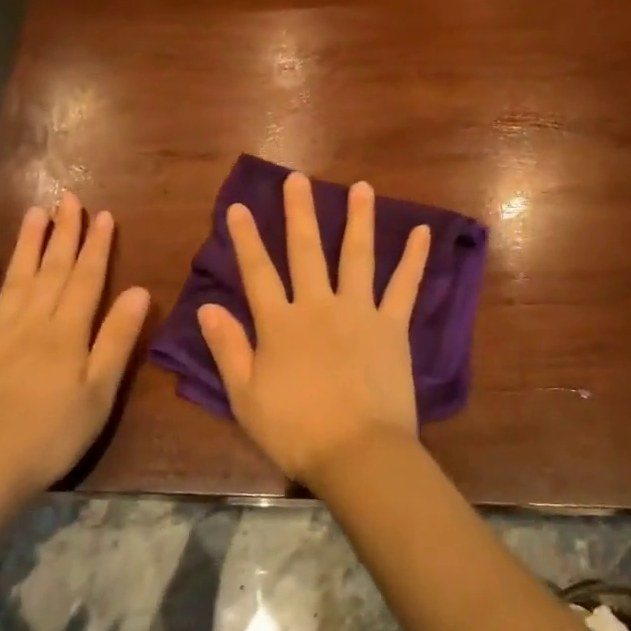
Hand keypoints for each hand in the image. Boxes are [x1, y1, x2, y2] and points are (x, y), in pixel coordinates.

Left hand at [0, 193, 150, 518]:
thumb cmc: (52, 435)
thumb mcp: (99, 393)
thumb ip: (117, 340)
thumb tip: (138, 291)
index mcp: (66, 332)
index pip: (85, 277)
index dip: (96, 245)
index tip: (103, 214)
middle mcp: (30, 322)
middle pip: (50, 269)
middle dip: (63, 232)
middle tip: (68, 198)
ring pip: (14, 279)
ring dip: (26, 244)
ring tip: (34, 213)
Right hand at [197, 172, 430, 484]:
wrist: (357, 453)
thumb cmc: (296, 431)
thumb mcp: (246, 397)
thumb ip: (228, 348)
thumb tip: (206, 308)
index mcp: (280, 324)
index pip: (257, 272)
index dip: (246, 239)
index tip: (238, 206)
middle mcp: (318, 306)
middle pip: (306, 251)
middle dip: (299, 212)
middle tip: (297, 178)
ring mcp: (359, 311)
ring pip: (357, 256)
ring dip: (359, 219)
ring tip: (362, 187)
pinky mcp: (392, 326)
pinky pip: (404, 286)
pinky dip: (414, 258)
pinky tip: (423, 231)